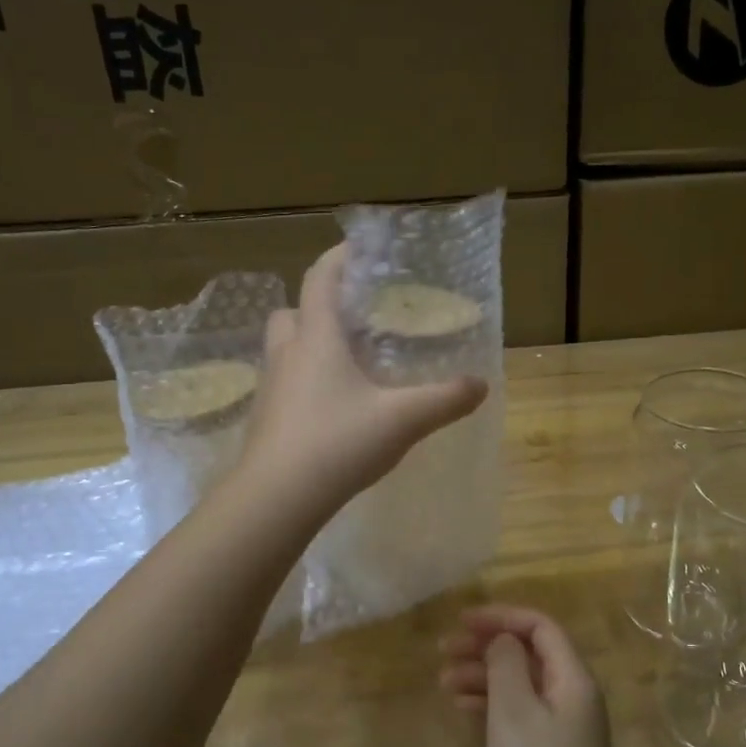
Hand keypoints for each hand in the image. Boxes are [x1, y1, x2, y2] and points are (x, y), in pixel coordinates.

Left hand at [242, 246, 487, 511]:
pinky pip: (283, 384)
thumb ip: (444, 399)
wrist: (276, 498)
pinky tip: (330, 408)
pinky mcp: (264, 419)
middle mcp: (287, 355)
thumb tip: (481, 384)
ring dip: (307, 345)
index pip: (321, 280)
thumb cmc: (338, 443)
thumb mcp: (403, 419)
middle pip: (291, 312)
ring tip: (344, 364)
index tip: (358, 248)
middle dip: (316, 306)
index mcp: (317, 339)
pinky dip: (303, 382)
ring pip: (283, 350)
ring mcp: (270, 388)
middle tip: (350, 319)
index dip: (338, 258)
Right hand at [439, 606, 620, 746]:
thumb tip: (504, 639)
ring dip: (484, 676)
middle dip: (487, 646)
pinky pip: (519, 713)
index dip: (501, 616)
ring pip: (521, 684)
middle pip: (529, 654)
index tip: (462, 621)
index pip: (540, 627)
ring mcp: (563, 729)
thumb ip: (506, 663)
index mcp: (573, 680)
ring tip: (444, 682)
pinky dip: (491, 704)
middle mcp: (573, 697)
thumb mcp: (513, 711)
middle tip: (444, 650)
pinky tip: (462, 708)